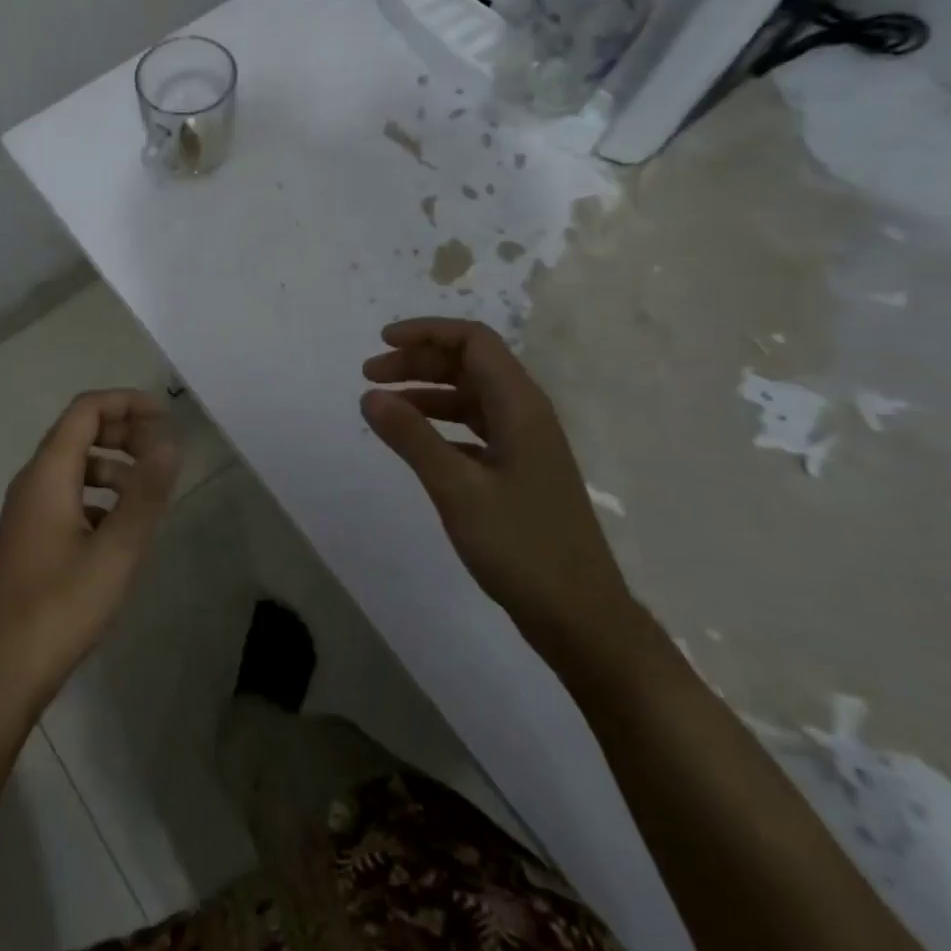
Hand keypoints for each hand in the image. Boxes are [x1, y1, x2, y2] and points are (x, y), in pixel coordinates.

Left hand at [0, 389, 179, 712]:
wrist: (0, 673)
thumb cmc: (60, 607)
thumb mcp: (116, 550)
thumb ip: (145, 494)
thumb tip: (170, 443)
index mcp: (47, 474)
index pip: (85, 410)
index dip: (126, 403)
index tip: (166, 415)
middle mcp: (31, 483)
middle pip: (78, 433)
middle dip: (123, 433)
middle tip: (162, 454)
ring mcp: (25, 513)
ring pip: (73, 468)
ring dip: (113, 467)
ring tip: (149, 496)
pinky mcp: (27, 539)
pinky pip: (66, 497)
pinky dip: (97, 497)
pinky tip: (119, 531)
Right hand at [360, 318, 639, 664]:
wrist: (580, 617)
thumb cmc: (521, 547)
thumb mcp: (457, 488)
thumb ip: (412, 437)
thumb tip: (369, 395)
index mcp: (521, 406)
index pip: (474, 341)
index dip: (427, 332)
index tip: (381, 342)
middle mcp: (526, 416)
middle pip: (469, 366)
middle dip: (418, 362)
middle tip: (370, 377)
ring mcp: (525, 446)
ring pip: (470, 398)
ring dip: (426, 393)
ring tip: (383, 407)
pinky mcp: (519, 474)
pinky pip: (474, 430)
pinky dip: (440, 425)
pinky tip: (415, 444)